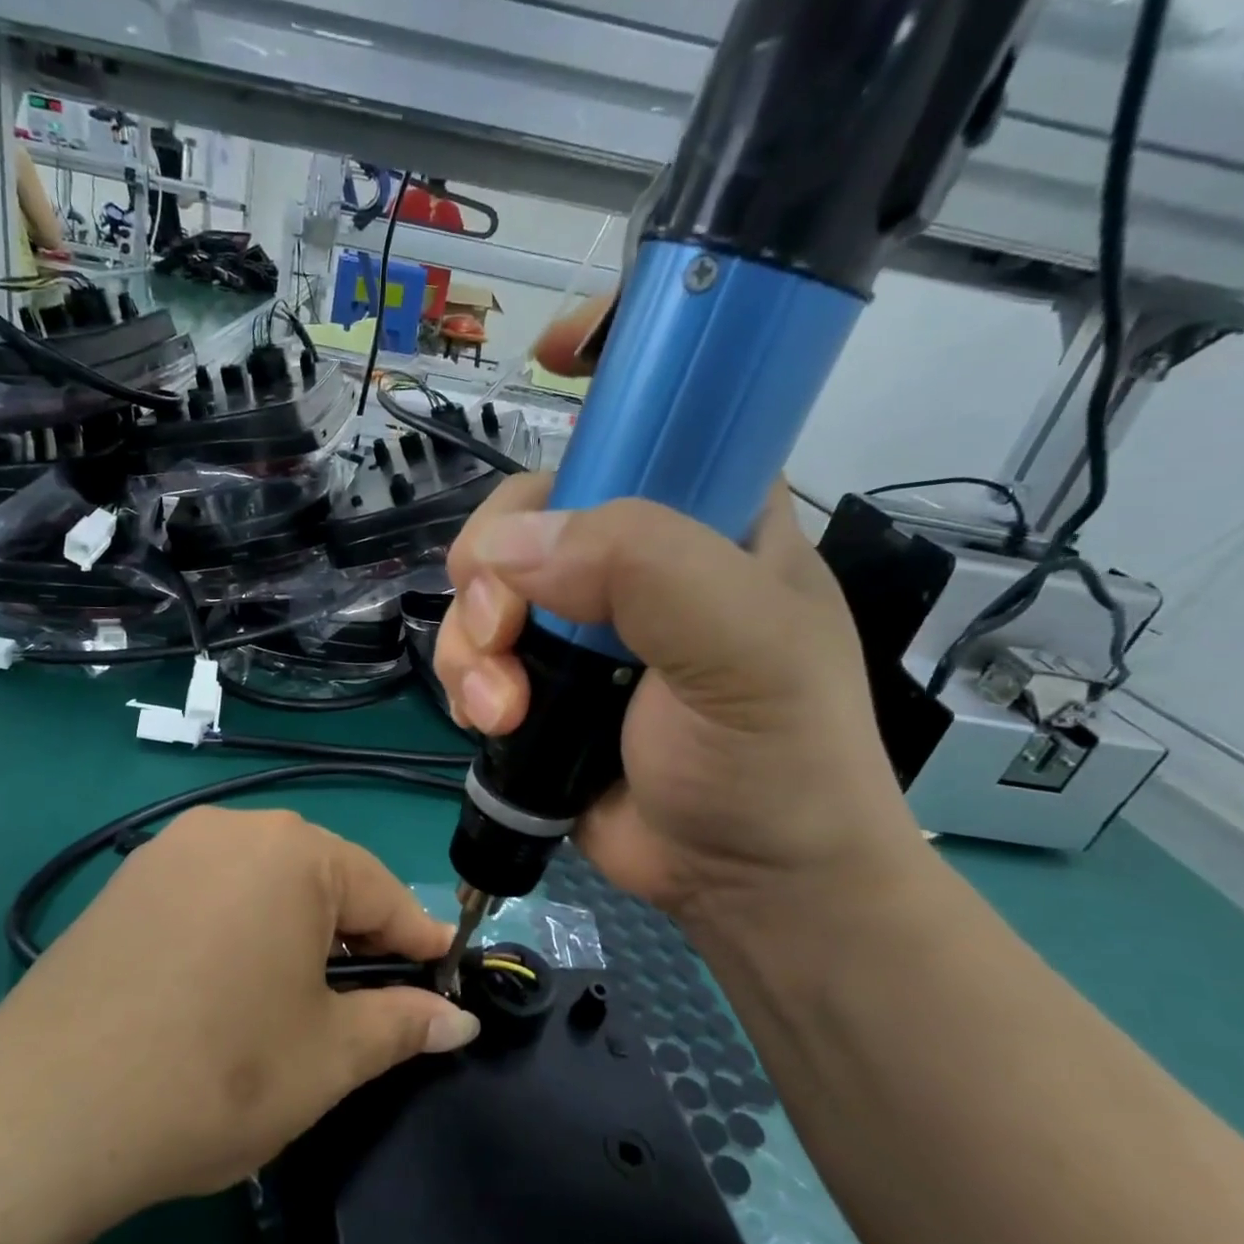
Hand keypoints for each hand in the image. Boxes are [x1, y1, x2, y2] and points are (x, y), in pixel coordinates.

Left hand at [0, 809, 477, 1243]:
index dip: (417, 943)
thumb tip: (461, 1023)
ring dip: (298, 928)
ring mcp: (173, 847)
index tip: (443, 980)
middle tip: (365, 1001)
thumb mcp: (328, 1057)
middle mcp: (234, 828)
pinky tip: (228, 978)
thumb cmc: (216, 1075)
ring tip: (297, 993)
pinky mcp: (129, 878)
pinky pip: (214, 888)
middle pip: (323, 877)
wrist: (42, 1113)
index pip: (383, 893)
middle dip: (356, 935)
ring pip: (266, 880)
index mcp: (294, 853)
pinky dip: (242, 923)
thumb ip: (402, 1025)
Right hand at [436, 302, 928, 936]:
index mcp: (711, 514)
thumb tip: (509, 549)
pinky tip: (490, 722)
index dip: (609, 361)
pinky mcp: (541, 682)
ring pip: (486, 584)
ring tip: (499, 707)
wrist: (747, 885)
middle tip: (504, 629)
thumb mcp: (742, 650)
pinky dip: (466, 681)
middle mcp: (639, 555)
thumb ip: (645, 570)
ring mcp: (582, 622)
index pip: (660, 403)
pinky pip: (475, 650)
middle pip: (530, 504)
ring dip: (472, 641)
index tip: (549, 358)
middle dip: (493, 563)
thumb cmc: (777, 762)